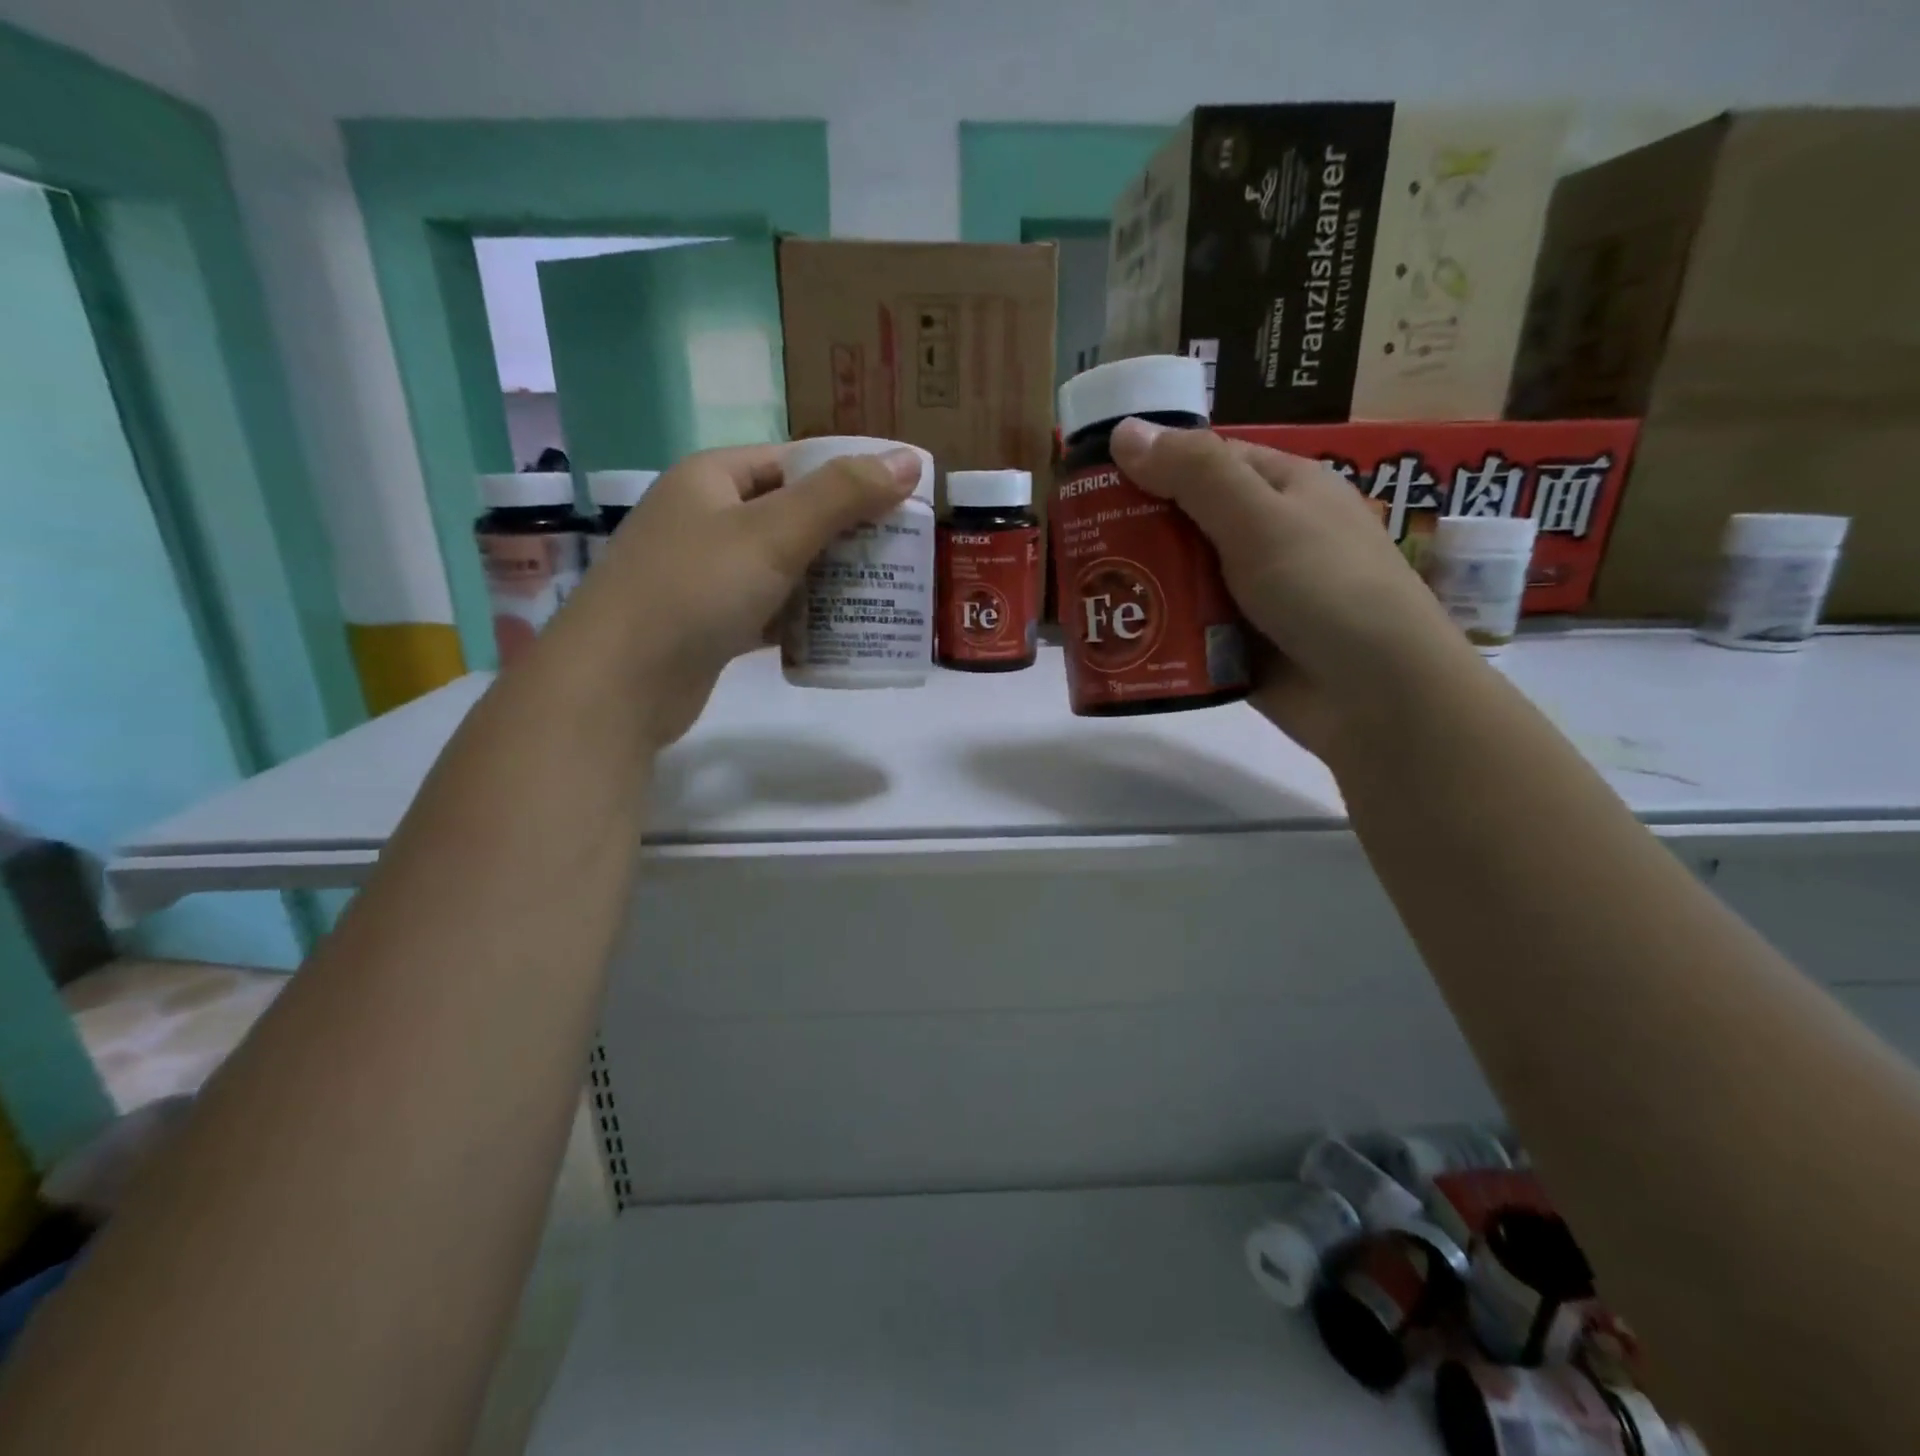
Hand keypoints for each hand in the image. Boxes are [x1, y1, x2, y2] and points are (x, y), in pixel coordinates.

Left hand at [563, 443, 921, 746]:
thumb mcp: (774, 533)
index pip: (794, 461)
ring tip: (884, 592)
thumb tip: (909, 460)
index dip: (848, 475)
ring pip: (783, 566)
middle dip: (847, 534)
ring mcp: (706, 574)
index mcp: (713, 478)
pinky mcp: (710, 624)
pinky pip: (769, 609)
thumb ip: (843, 495)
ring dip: (829, 579)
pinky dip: (802, 617)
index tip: (900, 502)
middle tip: (902, 554)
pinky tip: (840, 632)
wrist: (618, 684)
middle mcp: (706, 519)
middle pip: (792, 514)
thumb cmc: (695, 590)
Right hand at [1109, 418, 1475, 758]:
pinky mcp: (1237, 643)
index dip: (1150, 467)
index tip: (1090, 484)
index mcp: (1282, 488)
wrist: (1376, 696)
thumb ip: (1194, 474)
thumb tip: (1124, 431)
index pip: (1204, 462)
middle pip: (1184, 523)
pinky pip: (1185, 627)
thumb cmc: (1325, 588)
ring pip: (1180, 578)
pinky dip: (1155, 628)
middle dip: (1133, 533)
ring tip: (1078, 593)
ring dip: (1139, 585)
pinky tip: (1110, 634)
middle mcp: (1266, 536)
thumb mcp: (1259, 519)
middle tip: (1072, 546)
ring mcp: (1251, 594)